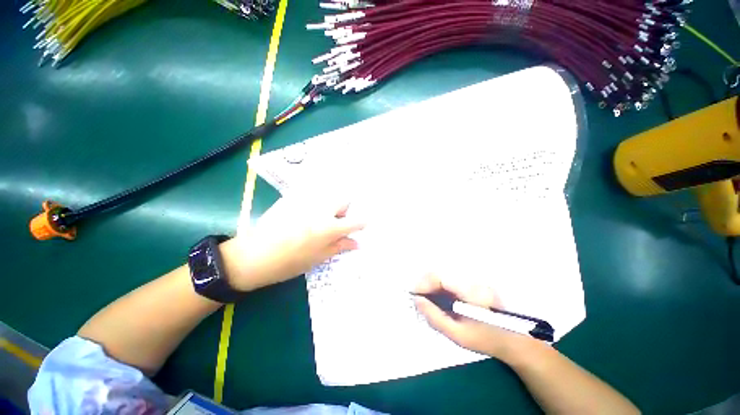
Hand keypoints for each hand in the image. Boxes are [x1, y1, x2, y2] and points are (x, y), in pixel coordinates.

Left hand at [221, 195, 363, 291]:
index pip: (354, 221)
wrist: (254, 256)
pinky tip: (303, 217)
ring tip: (318, 221)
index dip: (361, 223)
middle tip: (335, 223)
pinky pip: (311, 196)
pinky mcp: (292, 199)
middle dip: (344, 210)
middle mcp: (321, 211)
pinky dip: (315, 204)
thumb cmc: (289, 262)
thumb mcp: (318, 258)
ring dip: (330, 206)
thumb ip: (339, 246)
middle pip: (343, 200)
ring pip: (328, 196)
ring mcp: (306, 202)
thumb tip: (356, 243)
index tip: (362, 225)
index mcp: (329, 228)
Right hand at [414, 274, 530, 359]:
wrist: (514, 339)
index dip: (424, 283)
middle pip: (441, 274)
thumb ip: (435, 317)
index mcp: (471, 291)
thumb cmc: (486, 339)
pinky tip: (439, 299)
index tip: (414, 295)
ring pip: (444, 276)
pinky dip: (440, 287)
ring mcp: (473, 279)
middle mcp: (472, 279)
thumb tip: (417, 300)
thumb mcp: (458, 334)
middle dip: (425, 284)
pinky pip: (450, 280)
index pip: (440, 277)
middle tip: (418, 299)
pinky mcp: (473, 282)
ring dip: (432, 285)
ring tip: (427, 300)